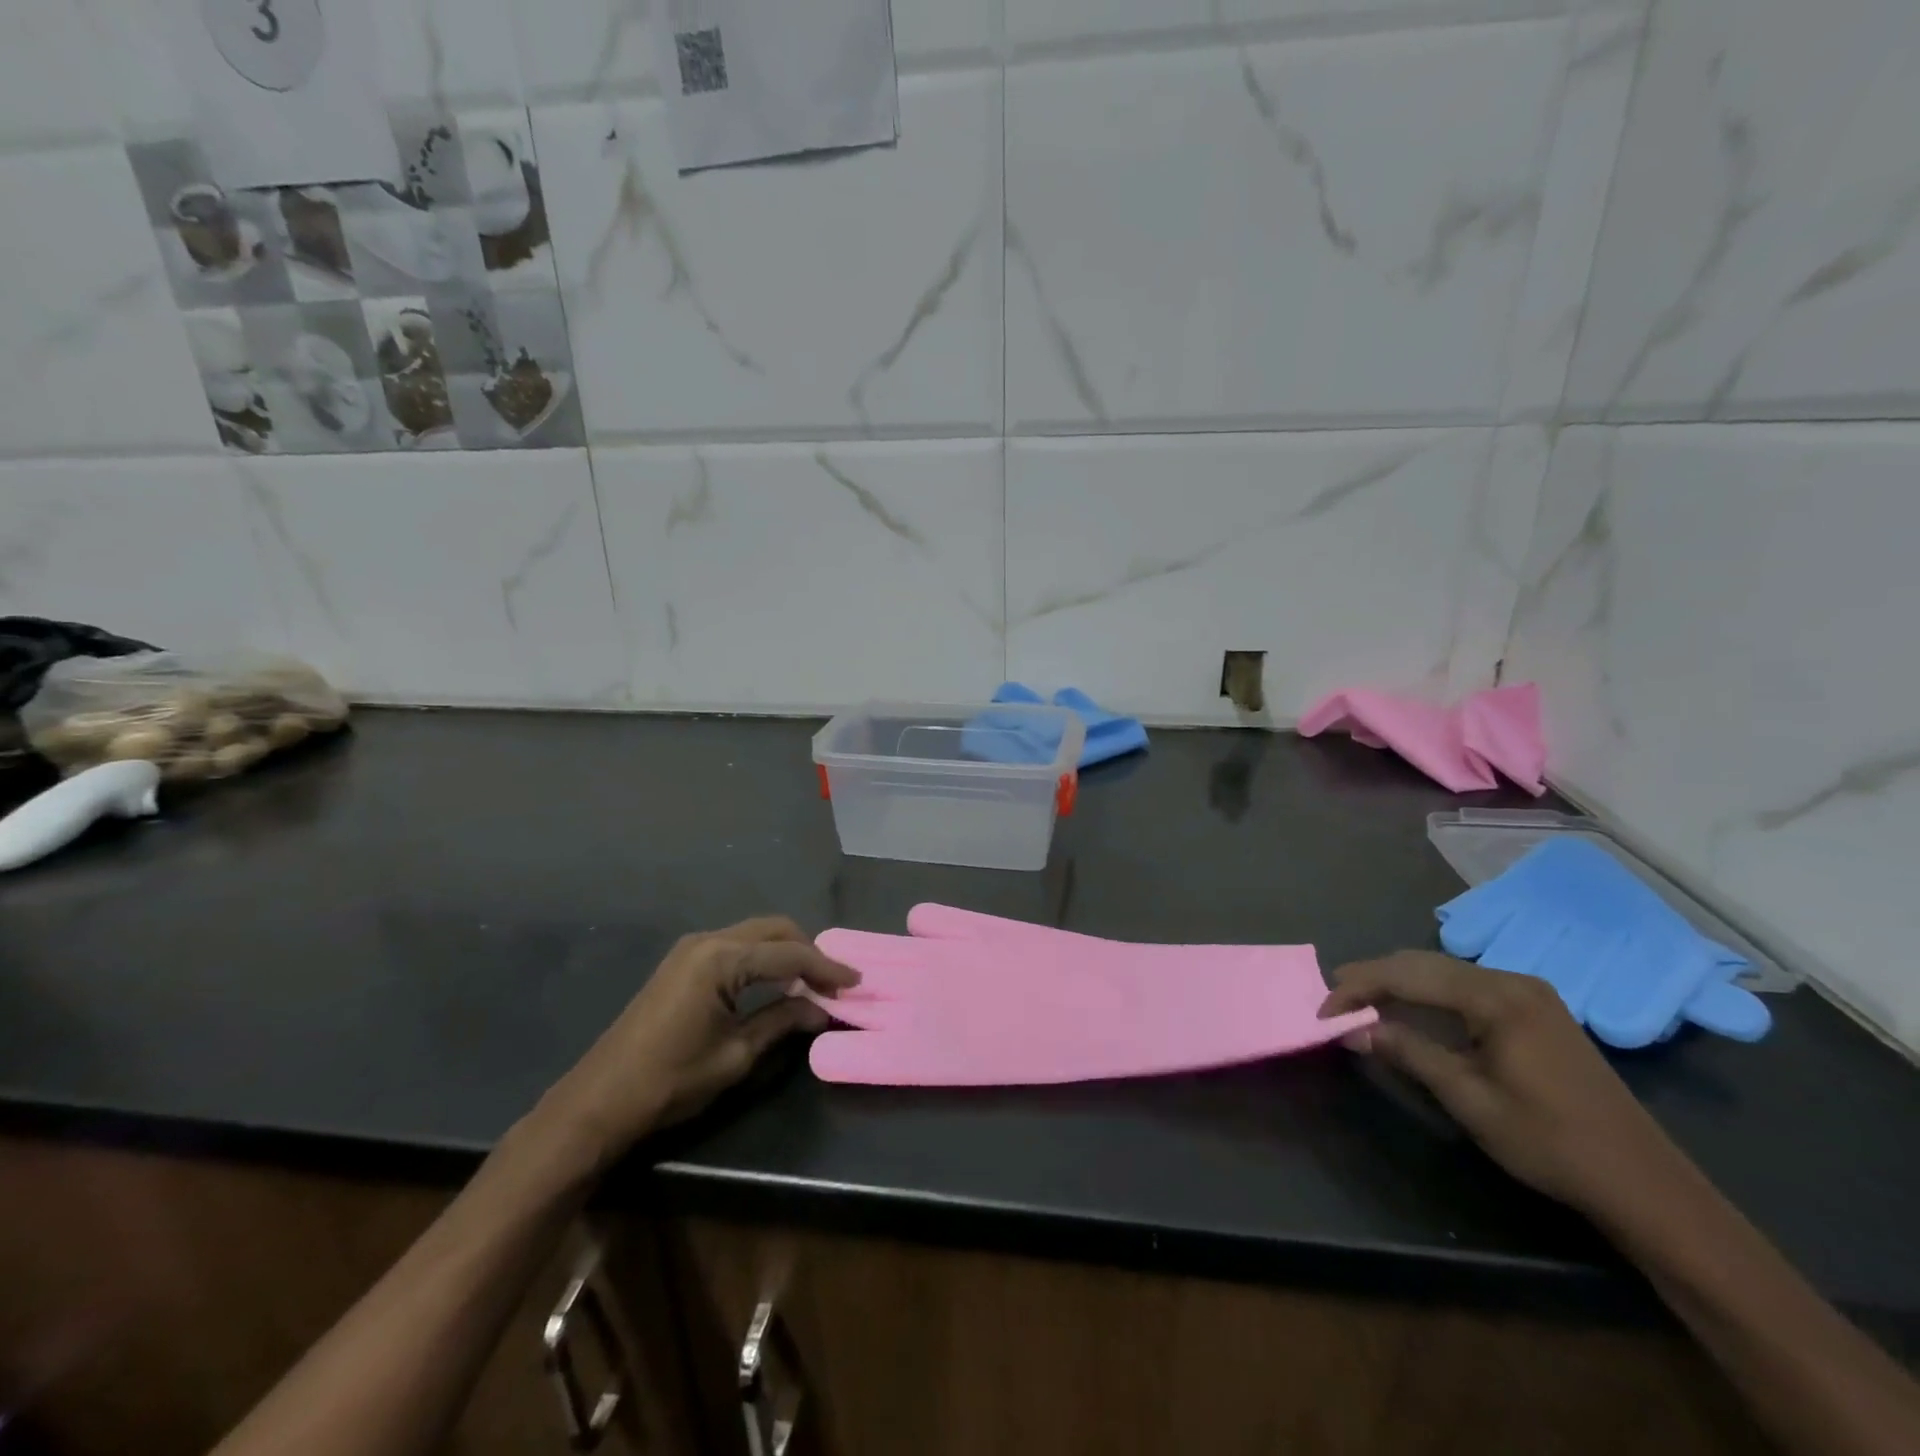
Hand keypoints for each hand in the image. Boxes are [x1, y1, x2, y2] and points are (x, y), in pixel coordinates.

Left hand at [541, 917, 857, 1169]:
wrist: (600, 1099)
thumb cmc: (671, 1080)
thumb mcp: (736, 1055)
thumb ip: (782, 1022)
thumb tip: (822, 1010)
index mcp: (722, 960)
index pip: (789, 955)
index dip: (826, 968)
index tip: (856, 981)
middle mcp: (708, 941)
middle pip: (774, 930)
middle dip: (808, 951)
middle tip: (833, 982)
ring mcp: (691, 948)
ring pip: (755, 934)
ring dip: (786, 952)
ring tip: (811, 983)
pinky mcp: (683, 961)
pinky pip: (736, 946)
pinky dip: (763, 958)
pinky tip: (775, 983)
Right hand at [1319, 951, 1688, 1215]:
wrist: (1645, 1185)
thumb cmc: (1551, 1142)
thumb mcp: (1469, 1099)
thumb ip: (1408, 1052)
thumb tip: (1351, 1029)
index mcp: (1497, 997)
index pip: (1408, 974)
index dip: (1359, 988)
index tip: (1323, 1010)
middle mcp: (1512, 981)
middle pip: (1423, 964)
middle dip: (1373, 978)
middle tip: (1333, 1000)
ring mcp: (1528, 994)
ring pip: (1443, 973)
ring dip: (1399, 985)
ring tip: (1360, 1004)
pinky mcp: (1536, 1012)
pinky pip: (1465, 988)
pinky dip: (1428, 996)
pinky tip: (1410, 1013)